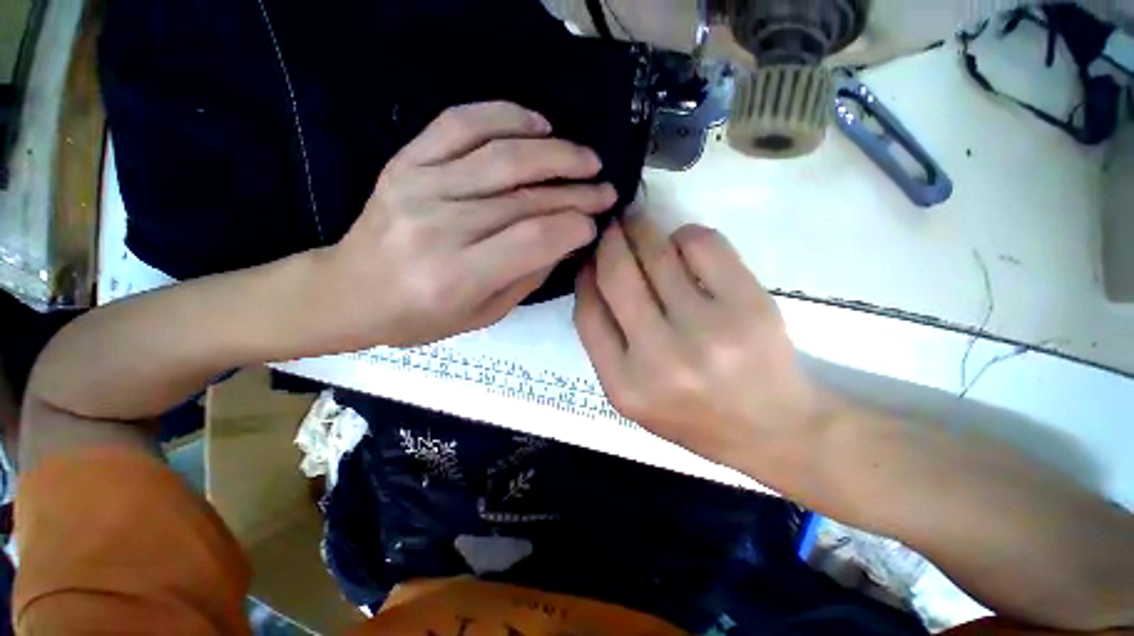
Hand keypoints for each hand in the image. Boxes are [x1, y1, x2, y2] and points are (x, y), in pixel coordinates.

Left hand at [317, 102, 616, 348]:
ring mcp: (420, 186)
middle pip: (524, 198)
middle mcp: (440, 227)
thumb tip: (565, 240)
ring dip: (554, 153)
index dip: (573, 226)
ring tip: (585, 157)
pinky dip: (503, 116)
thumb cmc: (420, 317)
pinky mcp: (406, 162)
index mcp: (458, 275)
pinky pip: (459, 124)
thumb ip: (527, 277)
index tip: (594, 224)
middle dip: (575, 191)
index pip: (533, 239)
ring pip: (501, 157)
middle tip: (605, 187)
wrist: (349, 292)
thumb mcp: (482, 315)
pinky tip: (537, 124)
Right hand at [574, 213, 829, 471]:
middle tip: (612, 225)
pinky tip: (685, 246)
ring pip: (658, 252)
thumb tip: (593, 275)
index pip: (588, 312)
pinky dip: (685, 236)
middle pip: (617, 275)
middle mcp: (660, 358)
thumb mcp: (633, 395)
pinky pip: (702, 244)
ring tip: (641, 225)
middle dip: (610, 239)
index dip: (584, 275)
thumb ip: (606, 343)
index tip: (589, 258)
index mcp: (625, 385)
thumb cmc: (694, 413)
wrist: (774, 429)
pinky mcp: (748, 305)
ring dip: (643, 230)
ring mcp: (707, 330)